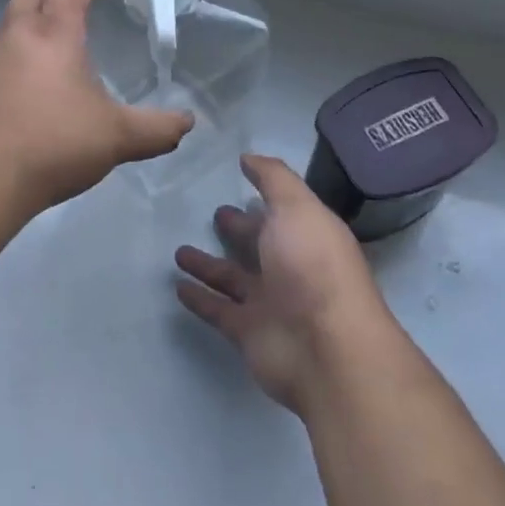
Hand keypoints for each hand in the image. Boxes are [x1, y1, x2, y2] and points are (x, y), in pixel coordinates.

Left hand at [0, 0, 193, 217]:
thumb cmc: (53, 147)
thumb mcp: (116, 139)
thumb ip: (157, 128)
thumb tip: (188, 122)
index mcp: (53, 36)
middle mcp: (13, 36)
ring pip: (5, 23)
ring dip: (26, 18)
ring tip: (45, 39)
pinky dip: (7, 56)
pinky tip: (16, 86)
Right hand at [174, 155, 396, 416]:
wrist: (327, 349)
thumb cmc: (313, 265)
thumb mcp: (297, 207)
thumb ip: (273, 179)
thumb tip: (248, 157)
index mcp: (308, 234)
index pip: (282, 210)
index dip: (264, 194)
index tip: (239, 177)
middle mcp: (291, 267)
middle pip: (260, 244)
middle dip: (240, 229)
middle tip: (216, 214)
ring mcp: (270, 302)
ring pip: (233, 278)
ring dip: (208, 265)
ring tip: (179, 251)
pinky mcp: (248, 332)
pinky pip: (218, 310)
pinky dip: (199, 298)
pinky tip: (177, 286)